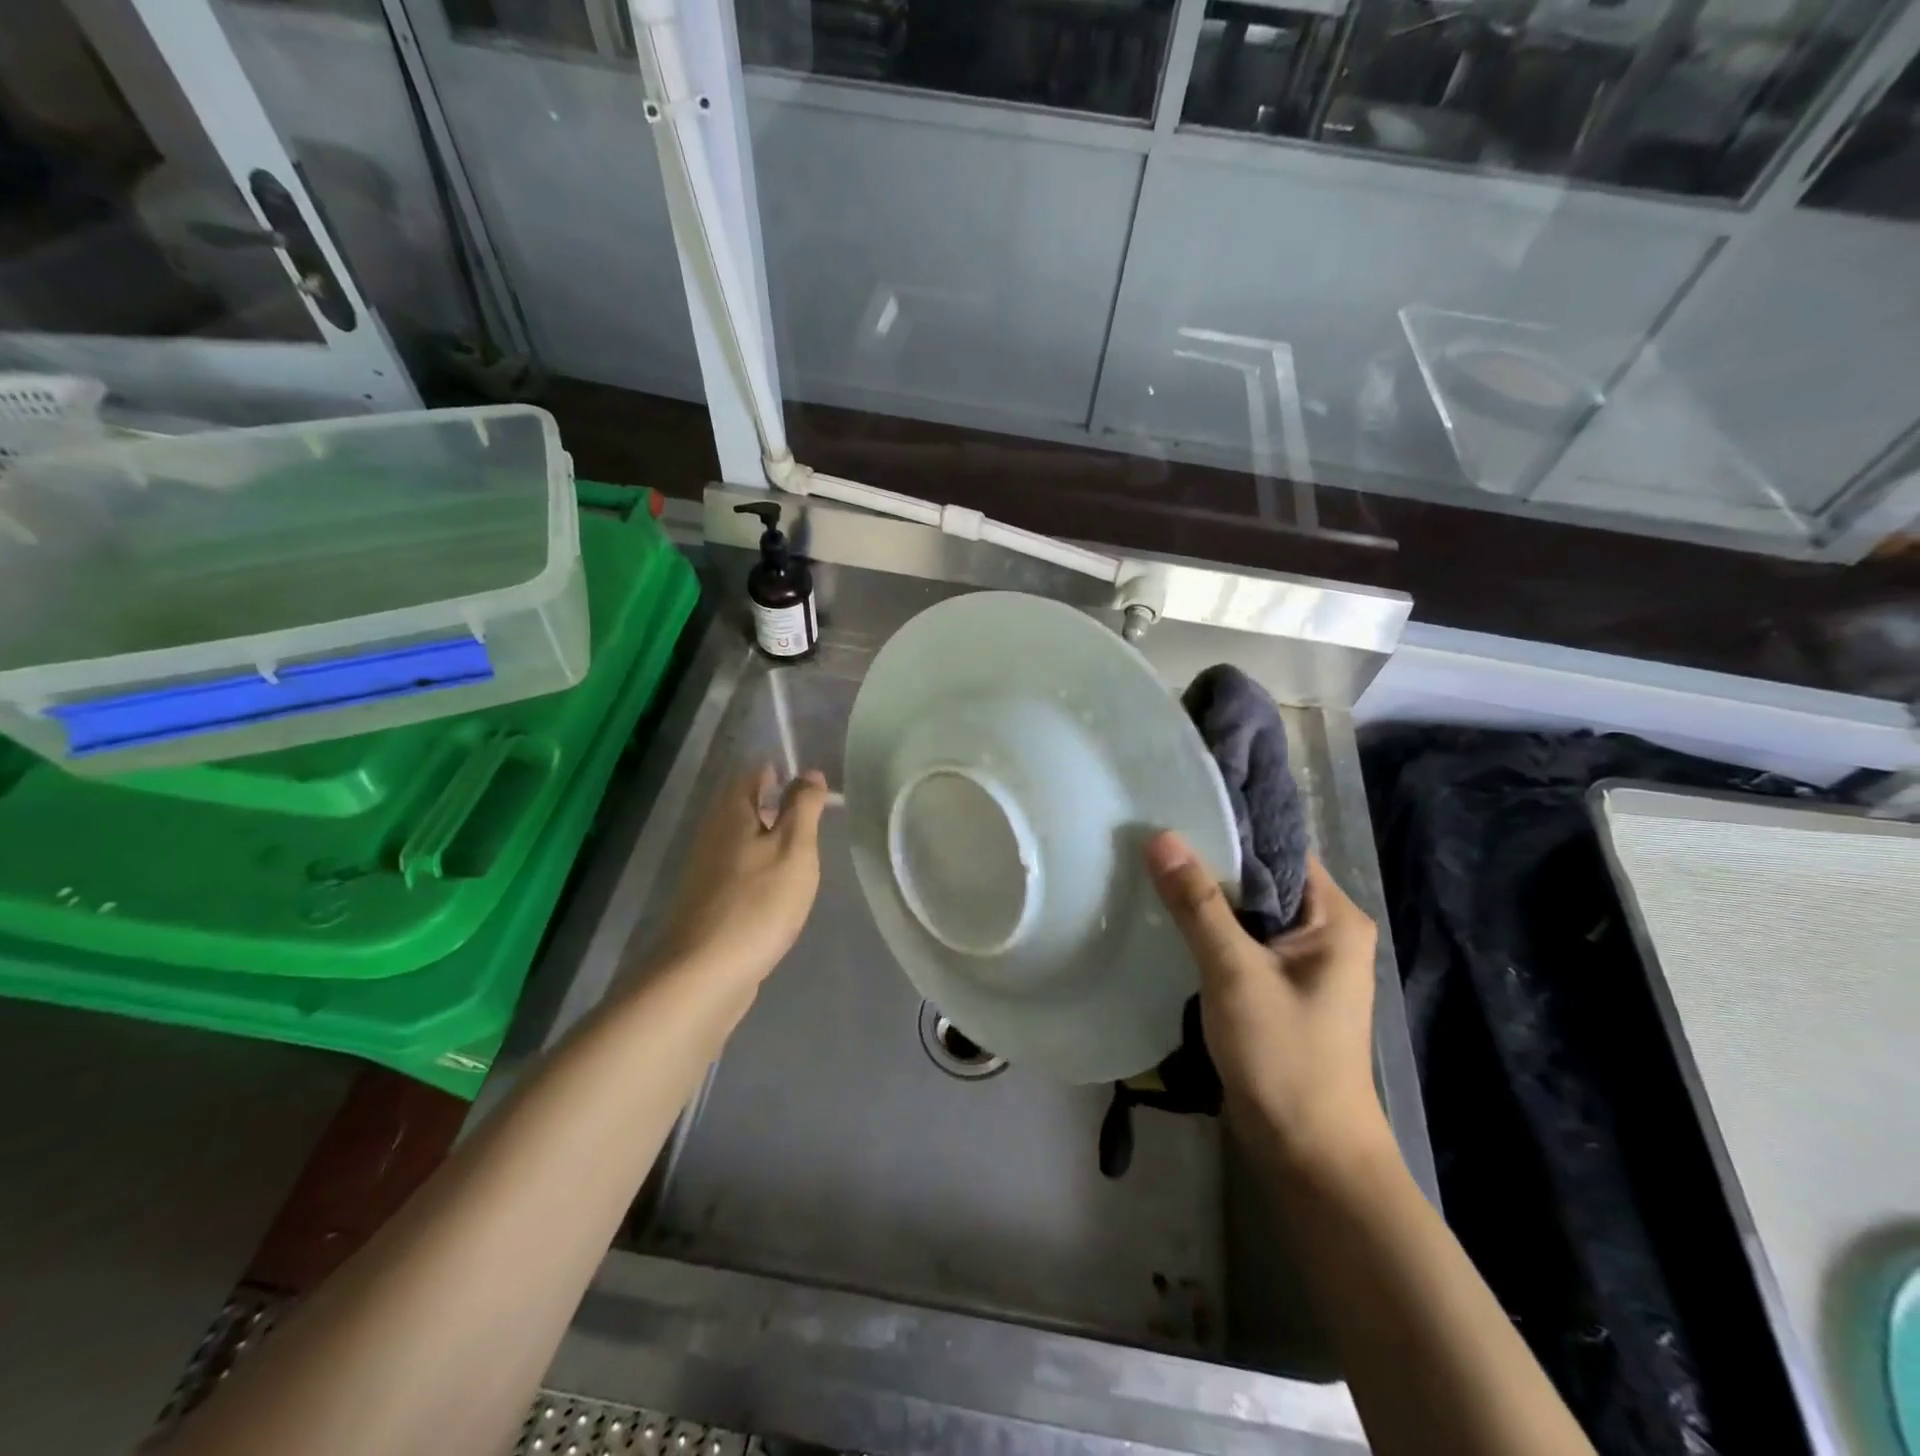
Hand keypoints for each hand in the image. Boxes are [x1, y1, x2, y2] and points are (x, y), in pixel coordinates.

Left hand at [652, 765, 828, 986]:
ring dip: (772, 836)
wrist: (705, 974)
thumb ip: (804, 807)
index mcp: (731, 810)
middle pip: (747, 801)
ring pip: (743, 835)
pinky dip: (762, 865)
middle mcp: (712, 830)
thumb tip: (810, 773)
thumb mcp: (794, 848)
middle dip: (780, 802)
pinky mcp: (708, 898)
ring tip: (806, 852)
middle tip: (818, 818)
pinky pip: (739, 865)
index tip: (818, 787)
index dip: (787, 770)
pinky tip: (781, 887)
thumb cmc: (758, 903)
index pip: (756, 769)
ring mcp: (706, 866)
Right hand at [1145, 832, 1389, 1176]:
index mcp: (1334, 917)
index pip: (1279, 849)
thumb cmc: (1285, 1058)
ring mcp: (1301, 962)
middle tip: (1152, 833)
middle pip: (1261, 877)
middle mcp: (1324, 931)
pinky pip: (1240, 939)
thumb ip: (1198, 904)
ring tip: (1150, 865)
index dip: (1232, 826)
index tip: (1178, 805)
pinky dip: (1208, 926)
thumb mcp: (1236, 973)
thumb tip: (1162, 837)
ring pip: (1247, 910)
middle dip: (1210, 860)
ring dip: (1205, 894)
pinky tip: (1167, 915)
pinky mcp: (1277, 986)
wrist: (1308, 1154)